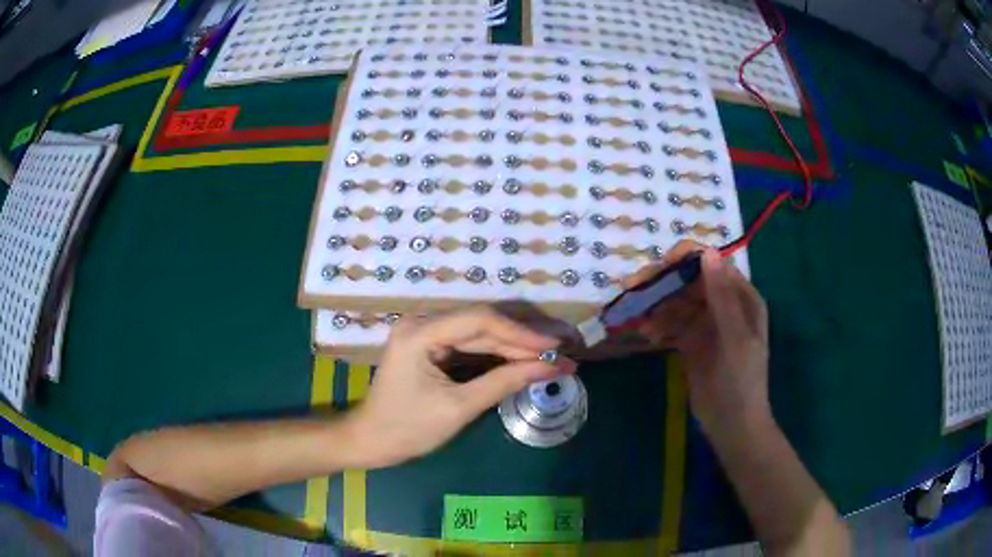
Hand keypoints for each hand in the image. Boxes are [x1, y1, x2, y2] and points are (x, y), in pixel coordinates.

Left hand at [344, 306, 575, 467]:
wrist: (371, 441)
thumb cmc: (408, 429)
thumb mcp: (459, 408)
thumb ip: (505, 382)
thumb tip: (553, 366)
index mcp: (420, 333)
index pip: (480, 320)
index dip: (522, 332)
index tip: (556, 346)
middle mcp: (422, 323)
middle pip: (482, 324)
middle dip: (524, 338)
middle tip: (565, 346)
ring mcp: (426, 334)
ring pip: (480, 334)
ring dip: (515, 345)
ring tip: (553, 353)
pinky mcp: (431, 347)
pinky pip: (470, 345)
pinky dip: (498, 354)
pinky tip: (525, 358)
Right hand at [628, 242, 771, 434]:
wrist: (732, 425)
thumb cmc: (741, 381)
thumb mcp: (735, 338)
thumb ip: (722, 298)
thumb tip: (708, 252)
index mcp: (741, 297)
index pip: (713, 265)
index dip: (686, 260)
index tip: (660, 266)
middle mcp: (723, 305)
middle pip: (690, 282)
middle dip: (664, 283)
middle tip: (634, 288)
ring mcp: (706, 324)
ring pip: (676, 302)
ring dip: (657, 306)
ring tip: (640, 320)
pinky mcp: (691, 342)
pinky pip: (671, 324)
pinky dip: (658, 325)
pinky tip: (646, 334)